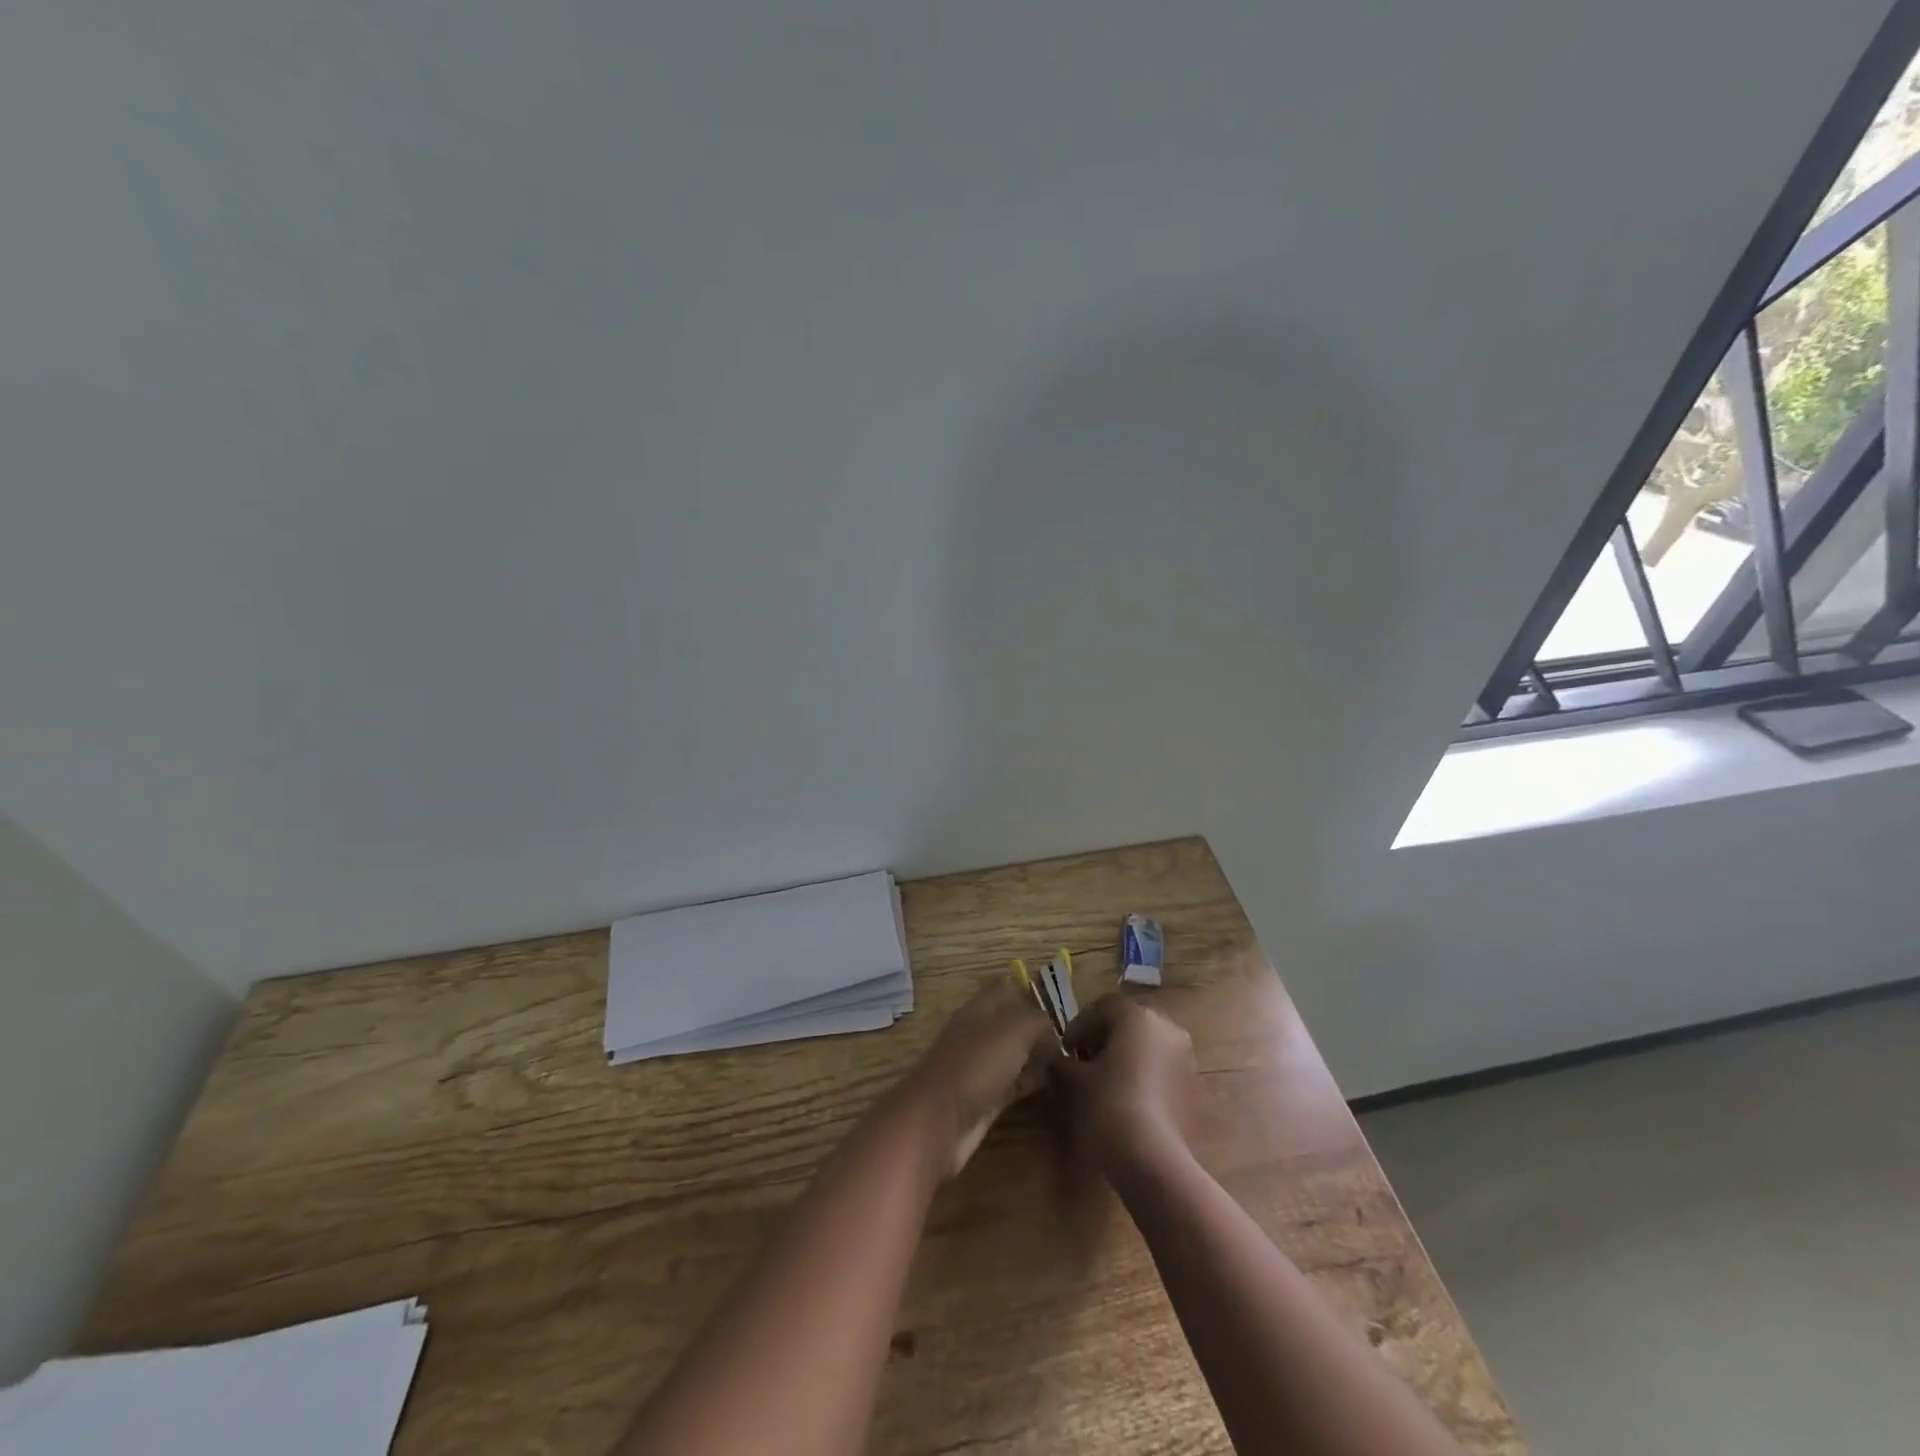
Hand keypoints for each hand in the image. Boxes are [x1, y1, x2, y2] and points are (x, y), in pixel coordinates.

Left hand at [899, 977, 1057, 1179]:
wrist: (940, 1120)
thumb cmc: (976, 1064)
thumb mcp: (1015, 1029)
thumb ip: (1039, 1022)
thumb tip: (1054, 1033)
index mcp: (980, 1008)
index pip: (1004, 987)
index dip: (1028, 992)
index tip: (1059, 1006)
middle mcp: (979, 1032)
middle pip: (1012, 1023)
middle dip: (1039, 1029)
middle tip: (1073, 1040)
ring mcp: (980, 1066)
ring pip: (1015, 1053)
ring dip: (1037, 1056)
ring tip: (1070, 1062)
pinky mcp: (985, 1097)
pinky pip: (1014, 1082)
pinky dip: (1031, 1081)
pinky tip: (1053, 1085)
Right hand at [1055, 992, 1196, 1178]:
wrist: (1153, 1161)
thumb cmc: (1108, 1106)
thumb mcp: (1073, 1081)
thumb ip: (1062, 1062)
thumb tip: (1057, 1058)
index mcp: (1137, 1016)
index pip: (1103, 1007)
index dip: (1080, 1025)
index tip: (1065, 1049)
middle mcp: (1167, 1027)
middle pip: (1130, 1021)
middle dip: (1106, 1035)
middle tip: (1084, 1057)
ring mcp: (1185, 1057)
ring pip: (1149, 1043)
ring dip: (1127, 1053)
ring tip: (1105, 1078)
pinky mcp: (1193, 1086)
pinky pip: (1163, 1066)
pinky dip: (1144, 1072)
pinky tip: (1127, 1095)